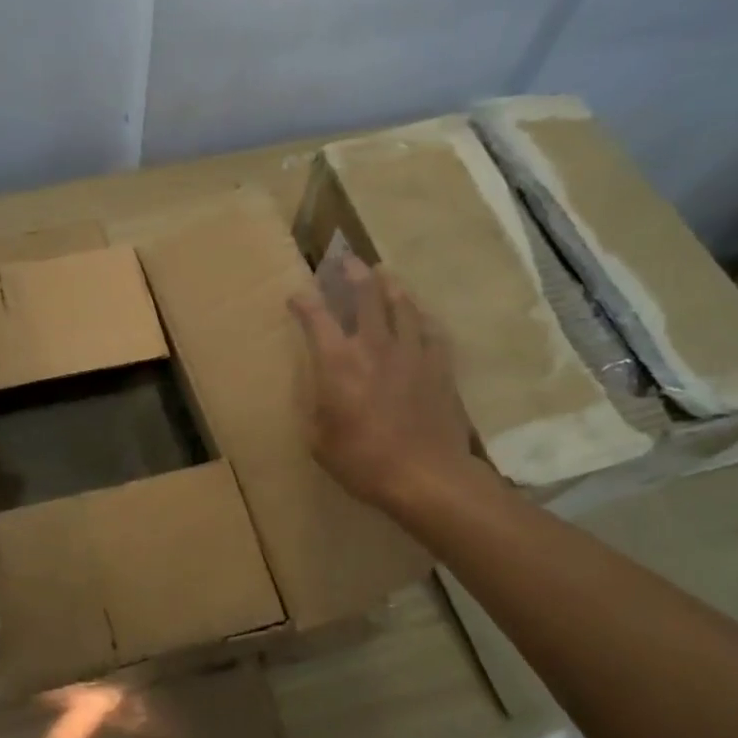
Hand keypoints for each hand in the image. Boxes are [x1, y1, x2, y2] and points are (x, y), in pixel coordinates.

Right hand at [288, 257, 485, 516]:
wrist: (426, 476)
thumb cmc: (362, 460)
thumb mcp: (318, 439)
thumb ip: (314, 406)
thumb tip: (317, 389)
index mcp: (338, 362)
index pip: (316, 318)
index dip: (304, 302)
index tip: (297, 296)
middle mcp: (374, 346)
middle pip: (366, 296)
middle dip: (353, 274)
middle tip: (347, 260)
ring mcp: (411, 353)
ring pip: (402, 306)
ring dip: (390, 287)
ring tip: (384, 275)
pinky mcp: (440, 366)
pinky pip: (432, 331)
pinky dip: (422, 318)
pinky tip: (421, 315)